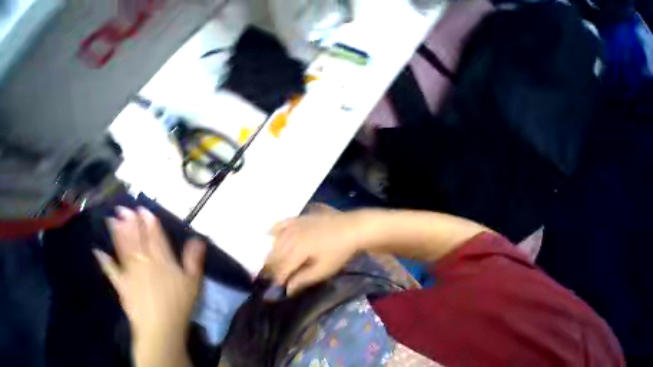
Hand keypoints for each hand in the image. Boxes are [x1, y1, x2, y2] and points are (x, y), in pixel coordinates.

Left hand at [93, 207, 204, 366]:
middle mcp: (145, 264)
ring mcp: (130, 275)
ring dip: (118, 235)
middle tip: (123, 209)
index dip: (150, 223)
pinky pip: (111, 271)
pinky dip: (104, 261)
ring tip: (113, 220)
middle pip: (137, 241)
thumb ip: (194, 258)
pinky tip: (97, 251)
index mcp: (163, 261)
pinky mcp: (122, 286)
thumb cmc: (180, 301)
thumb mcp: (194, 278)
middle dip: (131, 224)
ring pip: (123, 251)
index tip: (144, 210)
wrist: (160, 327)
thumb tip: (197, 238)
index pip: (156, 238)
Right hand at [264, 211, 370, 295]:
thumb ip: (303, 279)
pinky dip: (275, 230)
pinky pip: (282, 223)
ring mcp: (295, 225)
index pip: (280, 270)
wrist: (350, 227)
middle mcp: (291, 236)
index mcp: (297, 250)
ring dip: (273, 252)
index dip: (278, 281)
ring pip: (276, 240)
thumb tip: (287, 290)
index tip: (280, 289)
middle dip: (273, 268)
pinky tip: (271, 233)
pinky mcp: (300, 218)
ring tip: (276, 261)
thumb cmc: (339, 251)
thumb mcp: (323, 270)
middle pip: (274, 255)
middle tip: (278, 276)